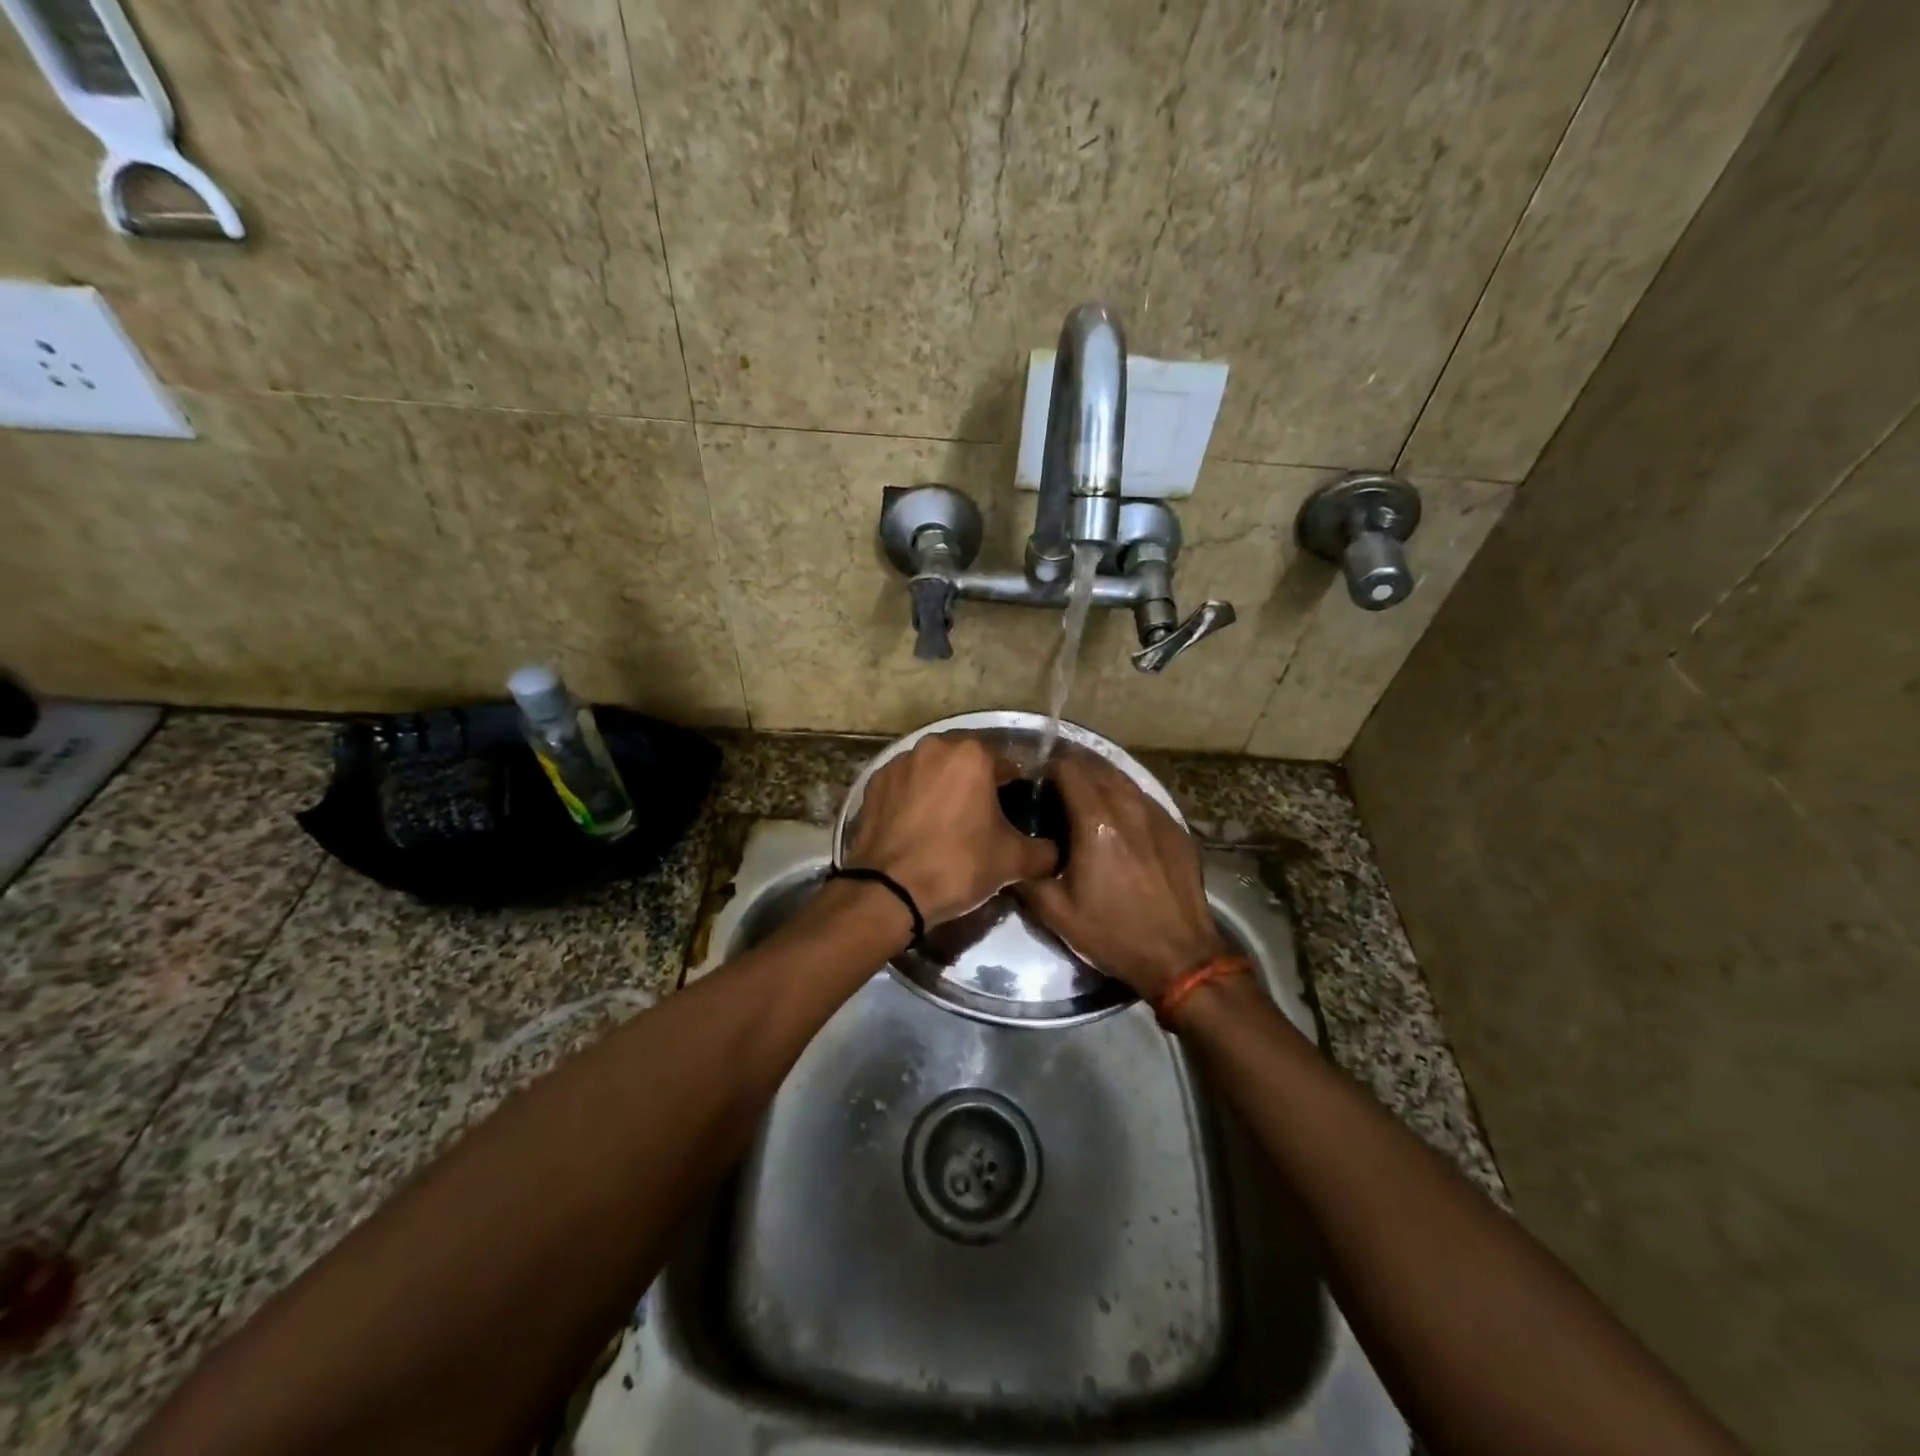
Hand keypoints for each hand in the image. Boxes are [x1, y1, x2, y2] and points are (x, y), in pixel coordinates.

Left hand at [844, 733, 1057, 925]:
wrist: (889, 891)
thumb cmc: (957, 865)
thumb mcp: (1012, 861)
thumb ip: (1043, 851)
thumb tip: (1056, 853)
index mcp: (971, 755)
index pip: (1005, 764)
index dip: (1013, 788)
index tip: (1014, 812)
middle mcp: (933, 747)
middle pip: (966, 763)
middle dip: (975, 784)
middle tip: (981, 819)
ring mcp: (898, 763)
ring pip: (932, 771)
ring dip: (942, 788)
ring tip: (946, 823)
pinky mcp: (873, 783)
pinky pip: (904, 785)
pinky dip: (912, 799)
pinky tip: (916, 827)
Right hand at [1014, 753, 1225, 999]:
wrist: (1180, 956)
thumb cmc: (1114, 933)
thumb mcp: (1056, 913)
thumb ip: (1026, 877)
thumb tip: (1009, 856)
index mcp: (1096, 822)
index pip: (1069, 769)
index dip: (1047, 767)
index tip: (1034, 779)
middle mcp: (1128, 807)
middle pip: (1097, 766)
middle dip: (1072, 767)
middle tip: (1053, 784)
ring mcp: (1157, 814)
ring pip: (1123, 778)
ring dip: (1099, 777)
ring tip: (1082, 793)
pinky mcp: (1176, 828)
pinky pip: (1144, 797)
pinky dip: (1124, 795)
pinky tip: (1117, 815)